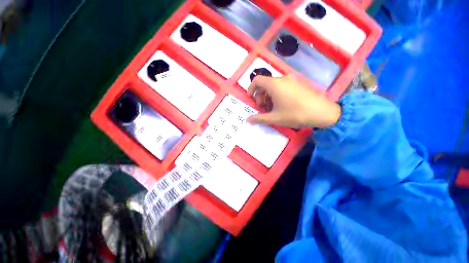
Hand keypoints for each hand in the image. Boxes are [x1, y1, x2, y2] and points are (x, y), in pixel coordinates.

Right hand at [247, 75, 340, 128]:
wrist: (321, 112)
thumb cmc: (294, 114)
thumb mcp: (274, 118)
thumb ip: (259, 118)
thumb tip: (248, 119)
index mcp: (274, 84)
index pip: (257, 80)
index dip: (251, 88)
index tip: (251, 98)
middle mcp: (282, 79)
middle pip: (265, 84)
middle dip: (260, 96)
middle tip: (263, 108)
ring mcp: (292, 80)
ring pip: (274, 85)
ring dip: (269, 96)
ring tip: (272, 108)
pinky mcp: (298, 83)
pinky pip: (283, 86)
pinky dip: (277, 94)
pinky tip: (282, 105)